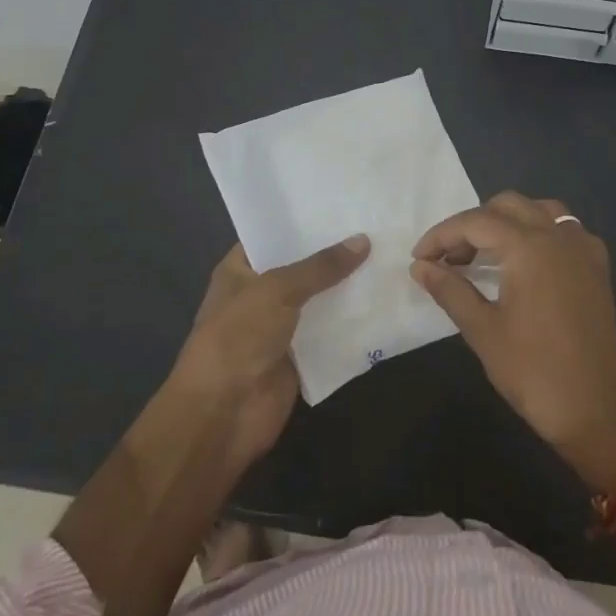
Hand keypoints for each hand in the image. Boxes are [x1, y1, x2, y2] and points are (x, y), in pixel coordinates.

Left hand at [167, 235, 369, 469]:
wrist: (224, 413)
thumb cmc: (238, 337)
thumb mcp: (277, 290)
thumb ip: (320, 266)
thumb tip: (363, 240)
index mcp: (240, 270)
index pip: (273, 235)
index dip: (303, 220)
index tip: (342, 202)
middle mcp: (260, 295)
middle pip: (302, 268)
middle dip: (335, 252)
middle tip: (378, 225)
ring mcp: (281, 327)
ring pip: (321, 300)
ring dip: (349, 287)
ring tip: (391, 256)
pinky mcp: (302, 357)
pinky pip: (331, 333)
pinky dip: (354, 323)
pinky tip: (386, 301)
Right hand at [410, 192, 615, 490]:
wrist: (592, 409)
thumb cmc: (531, 370)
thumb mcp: (481, 329)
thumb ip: (449, 289)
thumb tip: (420, 267)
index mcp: (529, 247)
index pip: (475, 222)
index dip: (441, 236)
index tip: (419, 259)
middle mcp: (559, 236)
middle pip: (507, 206)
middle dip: (472, 225)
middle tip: (450, 259)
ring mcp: (583, 250)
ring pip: (540, 210)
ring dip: (508, 222)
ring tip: (485, 253)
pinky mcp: (598, 268)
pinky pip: (566, 230)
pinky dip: (540, 232)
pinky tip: (527, 261)